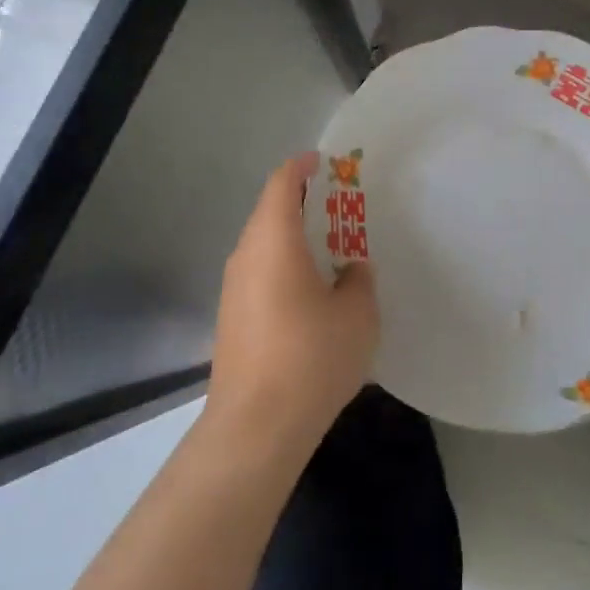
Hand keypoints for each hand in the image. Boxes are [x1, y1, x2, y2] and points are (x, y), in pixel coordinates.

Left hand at [203, 153, 378, 460]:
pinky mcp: (231, 319)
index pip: (282, 184)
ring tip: (329, 249)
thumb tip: (351, 270)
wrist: (255, 428)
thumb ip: (359, 281)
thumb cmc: (311, 357)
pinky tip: (309, 292)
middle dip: (301, 203)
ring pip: (263, 245)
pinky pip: (259, 273)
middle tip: (338, 208)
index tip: (323, 162)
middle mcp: (246, 255)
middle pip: (269, 212)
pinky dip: (283, 266)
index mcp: (273, 240)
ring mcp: (233, 288)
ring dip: (292, 238)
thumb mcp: (357, 315)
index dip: (301, 167)